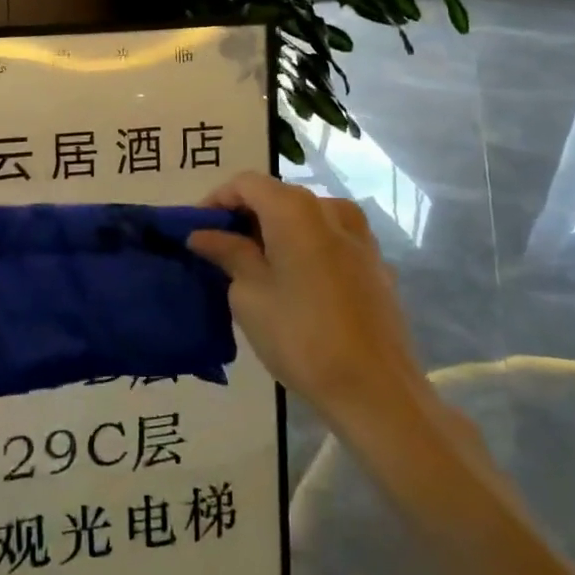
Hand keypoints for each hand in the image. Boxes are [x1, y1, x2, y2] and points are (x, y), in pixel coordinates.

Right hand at [188, 173, 423, 426]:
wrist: (377, 391)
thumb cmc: (301, 336)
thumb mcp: (249, 295)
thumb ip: (227, 253)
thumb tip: (203, 234)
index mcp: (296, 209)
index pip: (246, 183)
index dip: (217, 200)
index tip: (197, 230)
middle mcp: (331, 209)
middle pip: (277, 197)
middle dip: (246, 218)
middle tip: (220, 252)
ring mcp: (360, 236)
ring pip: (305, 219)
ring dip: (276, 234)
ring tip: (256, 270)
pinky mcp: (375, 263)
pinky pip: (329, 241)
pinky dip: (305, 250)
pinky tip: (295, 286)